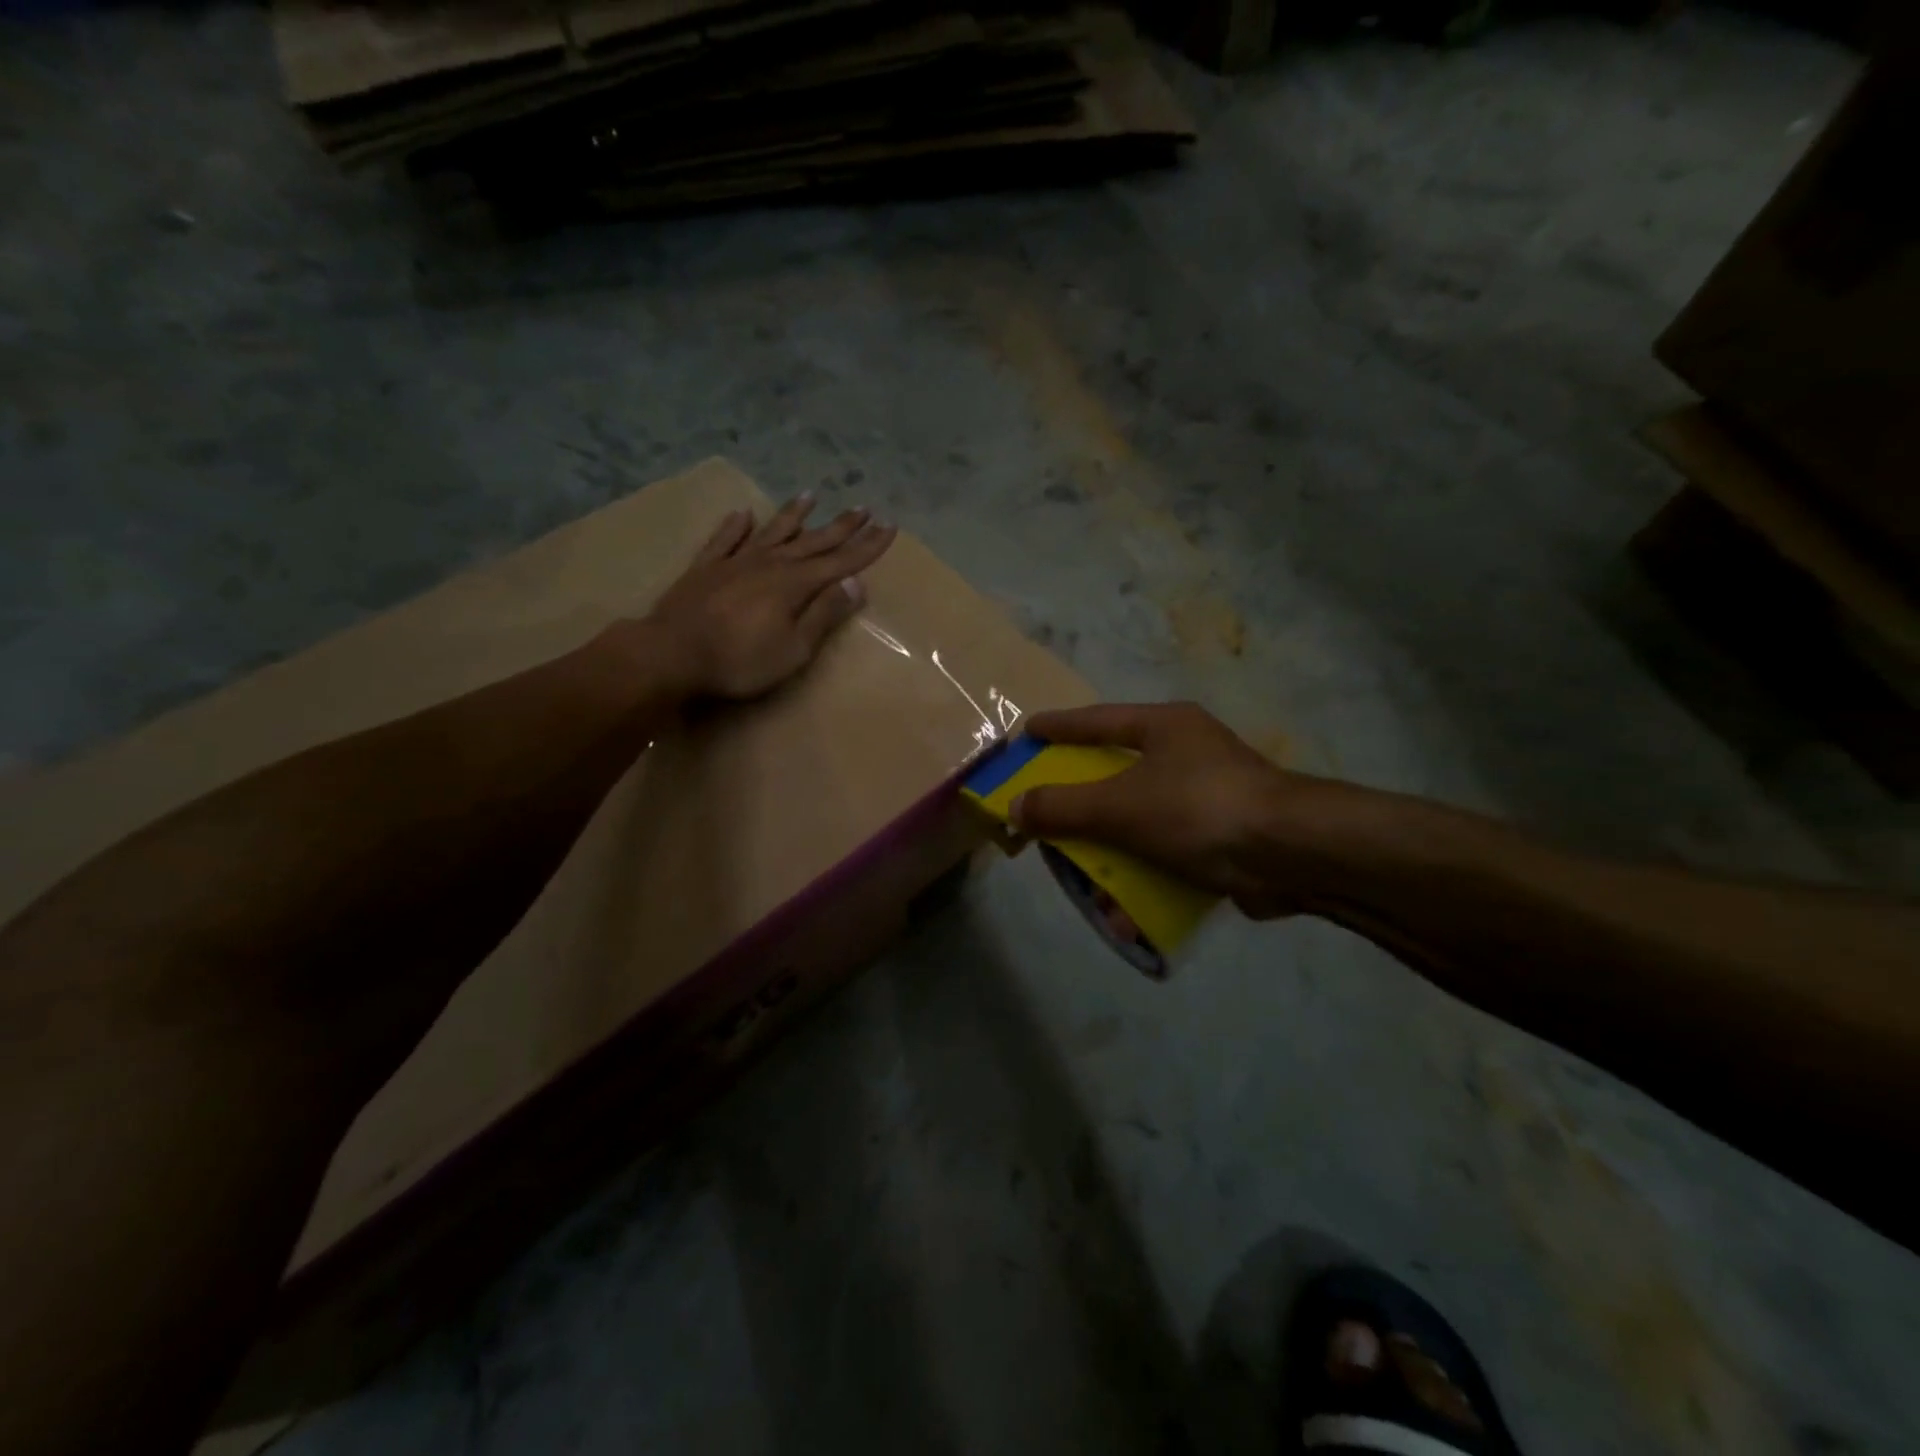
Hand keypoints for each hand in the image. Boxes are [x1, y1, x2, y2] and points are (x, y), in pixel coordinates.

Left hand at [639, 495, 896, 699]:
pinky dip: (736, 526)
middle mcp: (769, 563)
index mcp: (795, 584)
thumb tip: (855, 583)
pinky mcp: (705, 569)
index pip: (841, 561)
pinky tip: (743, 514)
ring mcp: (735, 562)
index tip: (890, 527)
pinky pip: (726, 539)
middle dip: (841, 526)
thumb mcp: (794, 648)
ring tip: (811, 495)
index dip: (868, 545)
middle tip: (863, 508)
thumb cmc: (740, 660)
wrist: (671, 653)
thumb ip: (824, 614)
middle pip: (813, 541)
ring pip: (772, 532)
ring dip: (794, 515)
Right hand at [1009, 702, 1391, 918]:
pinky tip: (1124, 913)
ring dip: (1110, 854)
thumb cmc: (1198, 809)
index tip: (1027, 732)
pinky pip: (1168, 852)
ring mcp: (1209, 795)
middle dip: (1081, 804)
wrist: (1295, 854)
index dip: (1059, 727)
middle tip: (1046, 816)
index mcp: (1165, 727)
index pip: (1098, 720)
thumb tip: (1015, 808)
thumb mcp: (1120, 806)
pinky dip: (1144, 877)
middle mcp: (1187, 753)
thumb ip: (1063, 807)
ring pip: (1141, 820)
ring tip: (1082, 880)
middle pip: (1117, 774)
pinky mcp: (1225, 836)